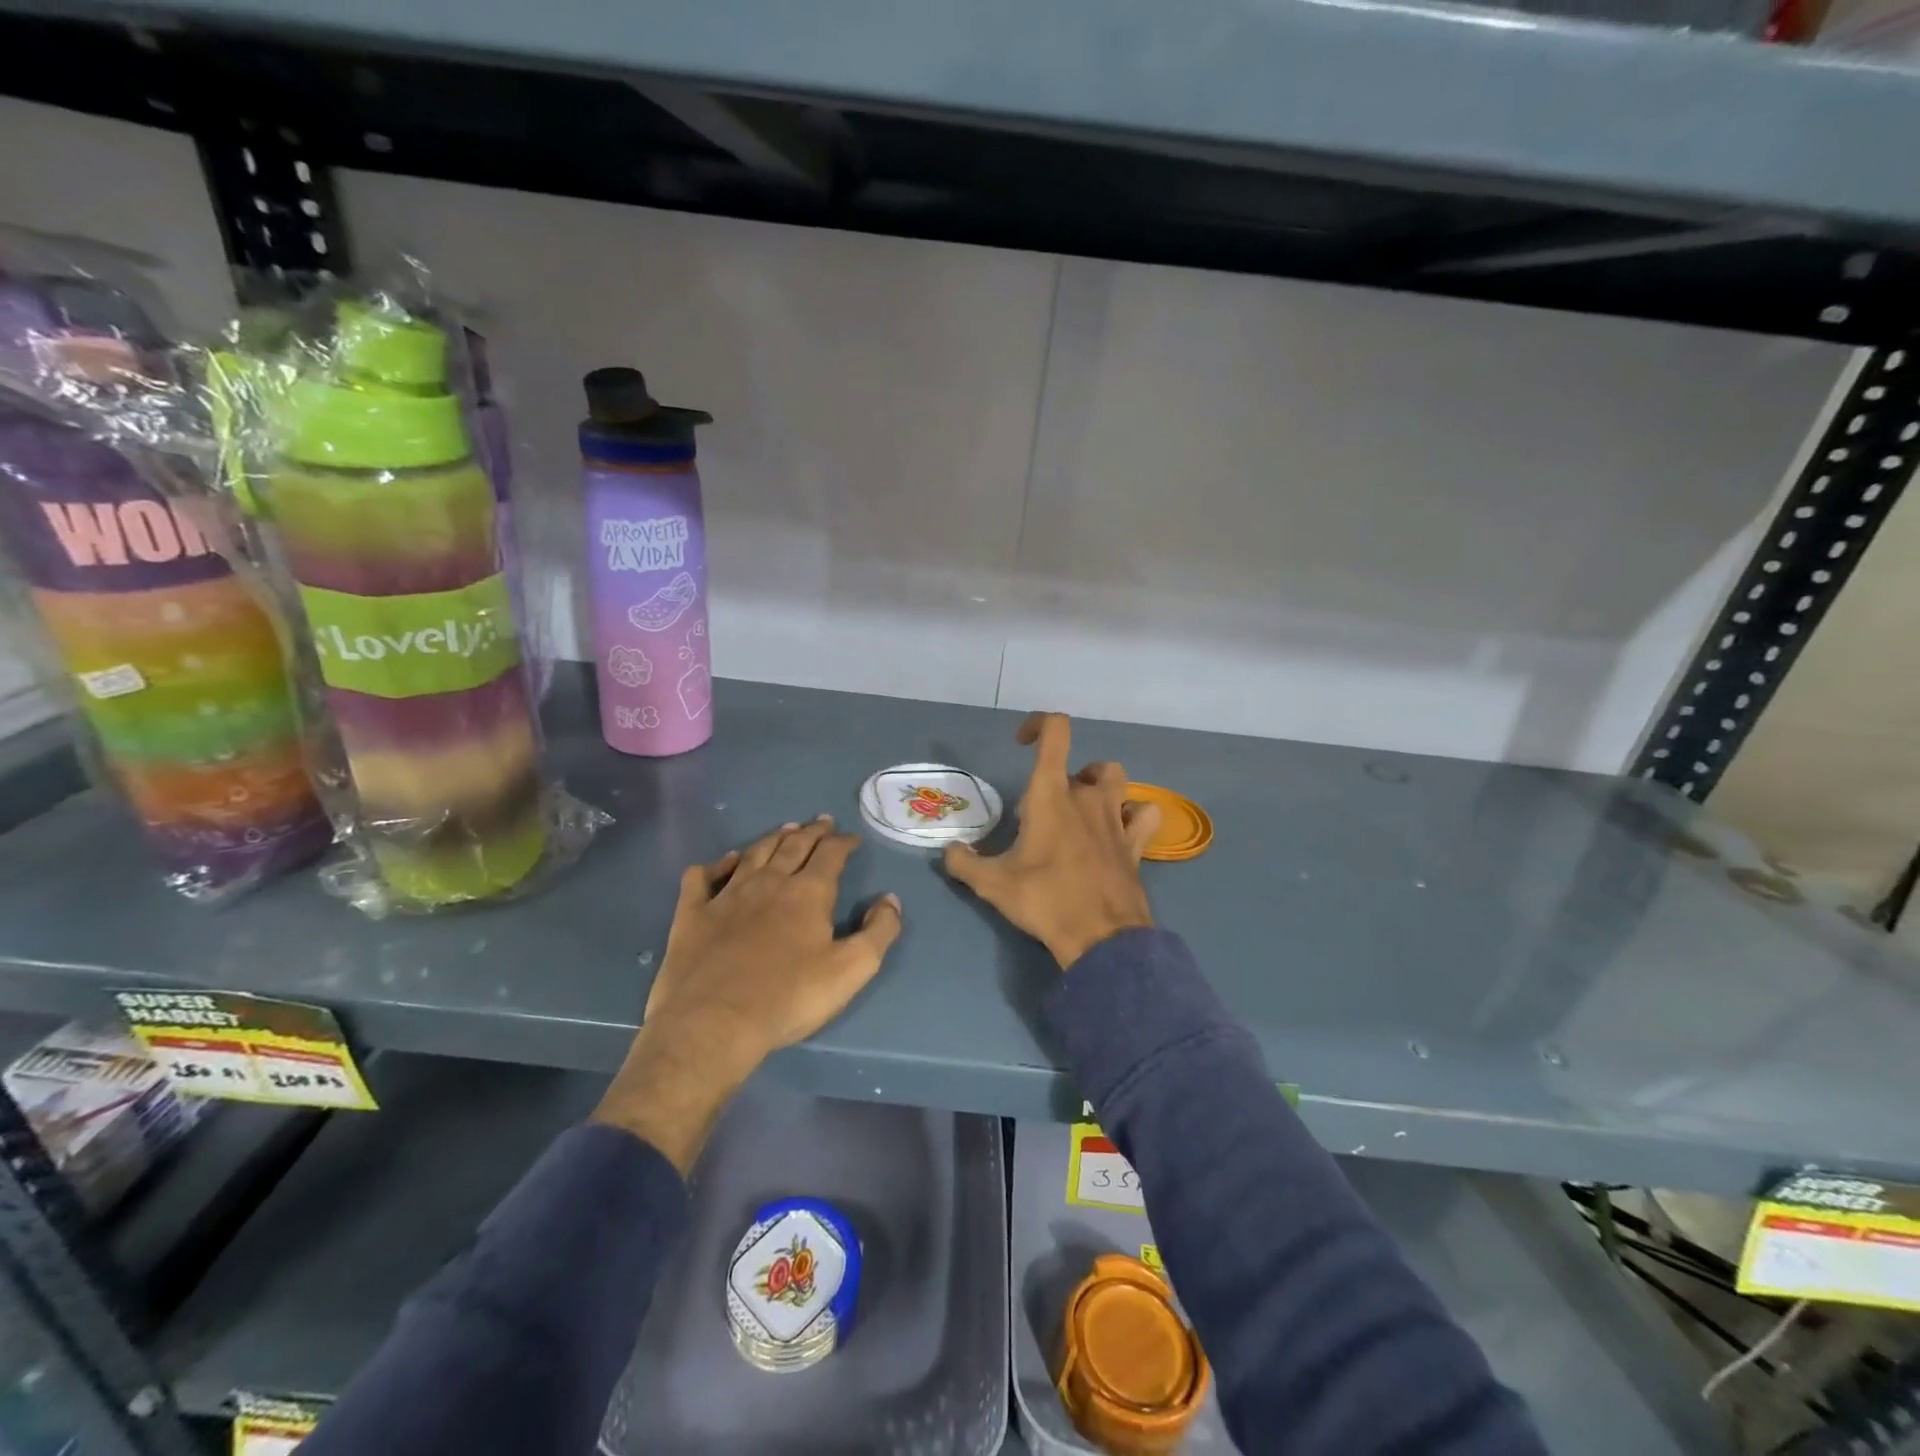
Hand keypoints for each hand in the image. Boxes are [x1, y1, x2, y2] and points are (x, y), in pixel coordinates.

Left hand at [593, 816, 902, 1171]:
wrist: (713, 1023)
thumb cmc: (789, 997)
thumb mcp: (852, 969)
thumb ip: (879, 931)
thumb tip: (890, 899)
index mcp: (808, 893)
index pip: (830, 854)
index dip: (843, 842)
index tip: (852, 838)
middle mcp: (768, 882)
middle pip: (793, 846)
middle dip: (811, 832)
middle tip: (821, 822)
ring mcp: (726, 896)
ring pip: (753, 854)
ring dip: (772, 838)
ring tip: (785, 830)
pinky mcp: (692, 915)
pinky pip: (702, 877)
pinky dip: (715, 865)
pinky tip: (723, 863)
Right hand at [943, 713, 1159, 968]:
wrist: (1100, 937)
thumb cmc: (1044, 900)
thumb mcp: (992, 884)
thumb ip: (964, 863)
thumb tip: (949, 852)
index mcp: (1051, 794)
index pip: (1055, 732)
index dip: (1039, 725)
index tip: (1022, 743)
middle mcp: (1087, 796)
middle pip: (1079, 765)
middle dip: (1059, 780)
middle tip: (1042, 814)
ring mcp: (1116, 817)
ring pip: (1114, 778)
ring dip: (1097, 785)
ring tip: (1081, 810)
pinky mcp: (1136, 842)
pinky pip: (1143, 813)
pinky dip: (1133, 813)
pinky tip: (1119, 828)